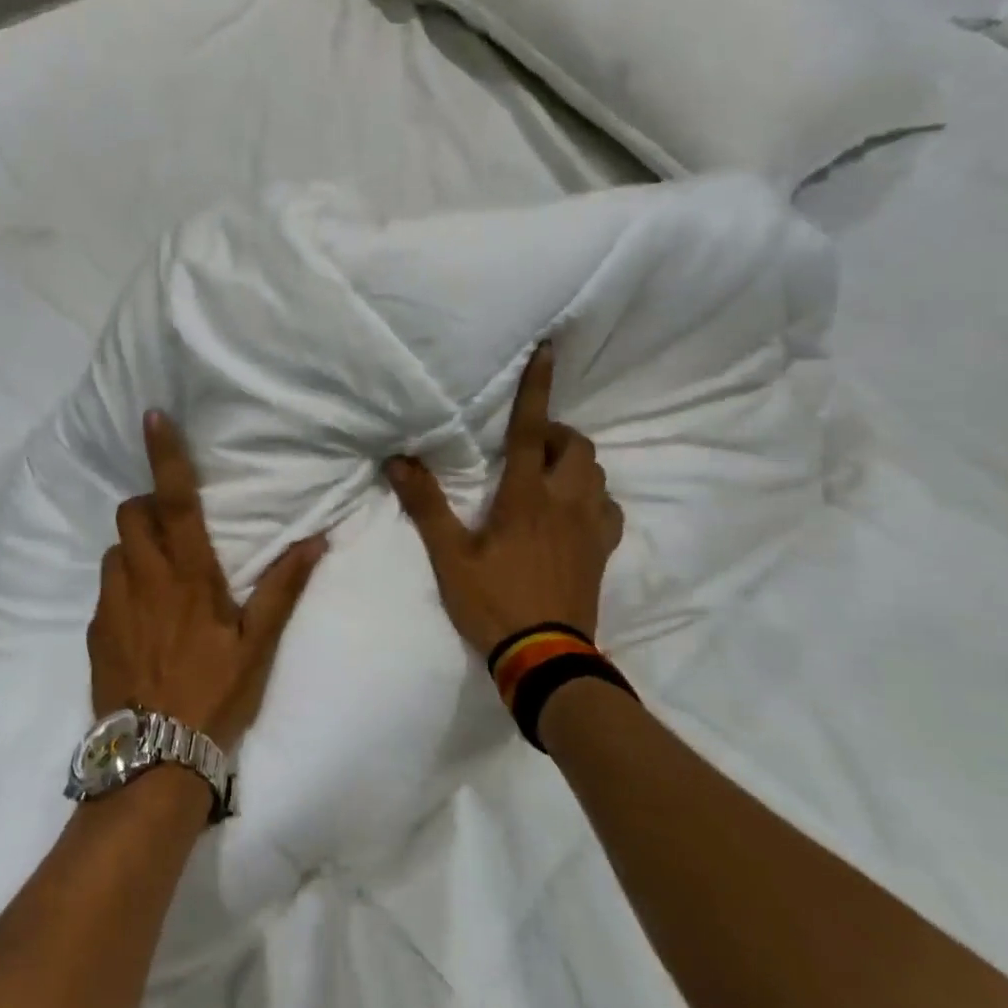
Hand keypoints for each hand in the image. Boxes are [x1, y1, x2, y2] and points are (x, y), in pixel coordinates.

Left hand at [89, 411, 326, 750]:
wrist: (154, 759)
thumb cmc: (215, 696)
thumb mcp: (259, 645)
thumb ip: (284, 588)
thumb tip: (315, 539)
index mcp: (189, 576)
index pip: (174, 501)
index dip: (165, 456)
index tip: (152, 417)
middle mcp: (144, 579)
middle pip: (130, 515)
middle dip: (146, 506)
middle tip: (173, 528)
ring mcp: (112, 605)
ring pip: (114, 550)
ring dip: (134, 548)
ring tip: (159, 576)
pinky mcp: (95, 632)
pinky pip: (105, 589)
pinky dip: (123, 585)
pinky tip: (142, 619)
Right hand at [386, 342, 623, 656]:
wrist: (545, 658)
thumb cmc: (492, 602)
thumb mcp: (450, 556)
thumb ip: (426, 504)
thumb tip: (398, 460)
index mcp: (526, 496)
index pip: (531, 429)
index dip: (537, 387)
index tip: (549, 349)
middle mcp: (566, 501)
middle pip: (576, 445)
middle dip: (555, 433)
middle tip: (526, 446)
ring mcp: (590, 526)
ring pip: (596, 472)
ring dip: (573, 462)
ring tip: (545, 475)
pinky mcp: (603, 550)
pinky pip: (608, 506)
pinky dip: (593, 496)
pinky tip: (572, 511)